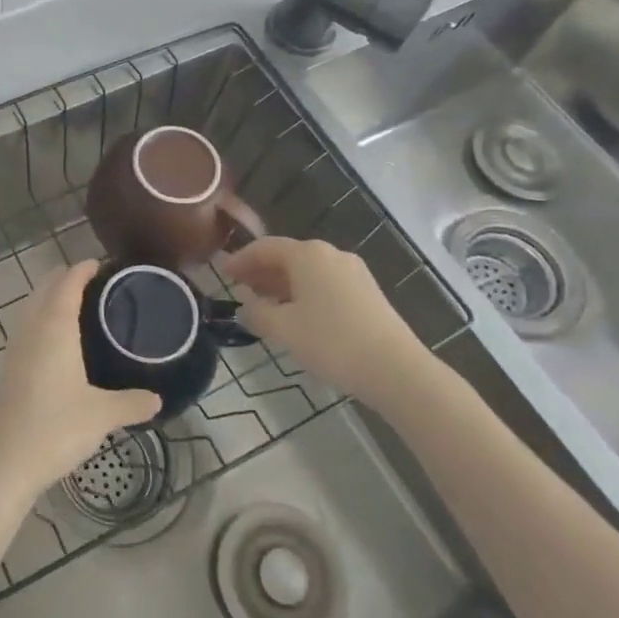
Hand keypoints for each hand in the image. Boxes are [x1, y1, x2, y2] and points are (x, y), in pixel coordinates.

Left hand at [0, 259, 161, 493]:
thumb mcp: (103, 414)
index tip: (104, 265)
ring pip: (33, 304)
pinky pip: (28, 325)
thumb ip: (133, 402)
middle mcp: (33, 326)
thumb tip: (158, 399)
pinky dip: (44, 317)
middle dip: (68, 277)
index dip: (85, 268)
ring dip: (53, 296)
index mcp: (55, 325)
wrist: (7, 460)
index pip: (69, 281)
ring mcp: (17, 345)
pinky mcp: (10, 365)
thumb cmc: (56, 427)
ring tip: (82, 307)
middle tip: (99, 284)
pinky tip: (60, 341)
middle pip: (47, 286)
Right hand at [221, 237, 425, 405]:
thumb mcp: (283, 329)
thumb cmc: (332, 342)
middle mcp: (331, 254)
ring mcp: (353, 272)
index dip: (240, 259)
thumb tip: (245, 308)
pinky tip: (297, 315)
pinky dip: (304, 293)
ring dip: (282, 284)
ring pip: (307, 272)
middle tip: (239, 289)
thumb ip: (257, 314)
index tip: (222, 273)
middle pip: (287, 256)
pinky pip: (325, 284)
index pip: (264, 248)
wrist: (396, 370)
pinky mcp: (367, 293)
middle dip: (261, 272)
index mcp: (307, 254)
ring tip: (265, 305)